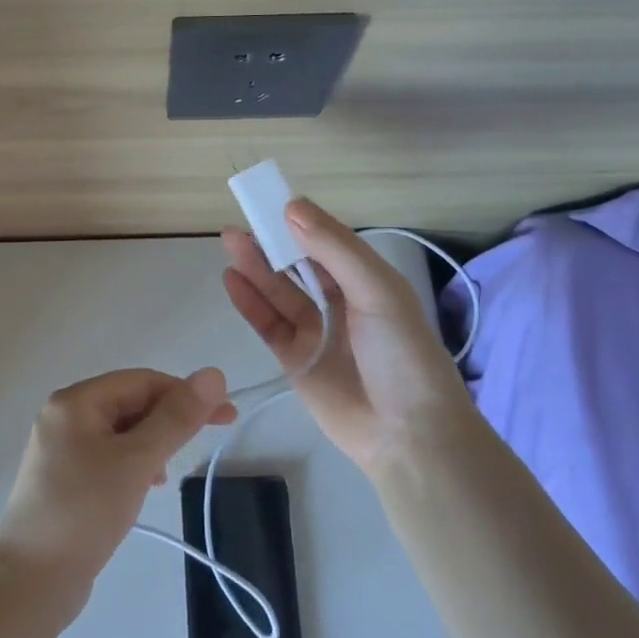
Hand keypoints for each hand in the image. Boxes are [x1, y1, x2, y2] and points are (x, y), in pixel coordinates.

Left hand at [0, 368, 235, 627]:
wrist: (30, 582)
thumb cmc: (84, 511)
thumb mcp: (136, 461)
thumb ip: (176, 418)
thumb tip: (213, 374)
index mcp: (75, 402)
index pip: (140, 382)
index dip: (184, 393)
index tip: (225, 415)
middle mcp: (64, 417)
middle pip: (129, 403)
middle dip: (168, 419)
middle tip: (210, 438)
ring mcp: (61, 450)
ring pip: (120, 433)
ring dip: (152, 443)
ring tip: (169, 473)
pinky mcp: (64, 481)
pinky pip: (108, 458)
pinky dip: (133, 465)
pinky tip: (146, 487)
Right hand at [222, 199, 476, 476]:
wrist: (408, 434)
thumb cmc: (402, 354)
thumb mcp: (377, 291)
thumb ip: (335, 248)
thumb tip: (292, 207)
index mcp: (366, 281)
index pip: (326, 242)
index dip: (299, 223)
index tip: (270, 203)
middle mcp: (339, 301)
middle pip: (297, 265)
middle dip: (270, 243)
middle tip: (239, 224)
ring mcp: (315, 331)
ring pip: (278, 292)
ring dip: (255, 267)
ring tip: (230, 243)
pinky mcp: (294, 359)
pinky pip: (267, 323)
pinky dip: (249, 302)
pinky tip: (232, 280)